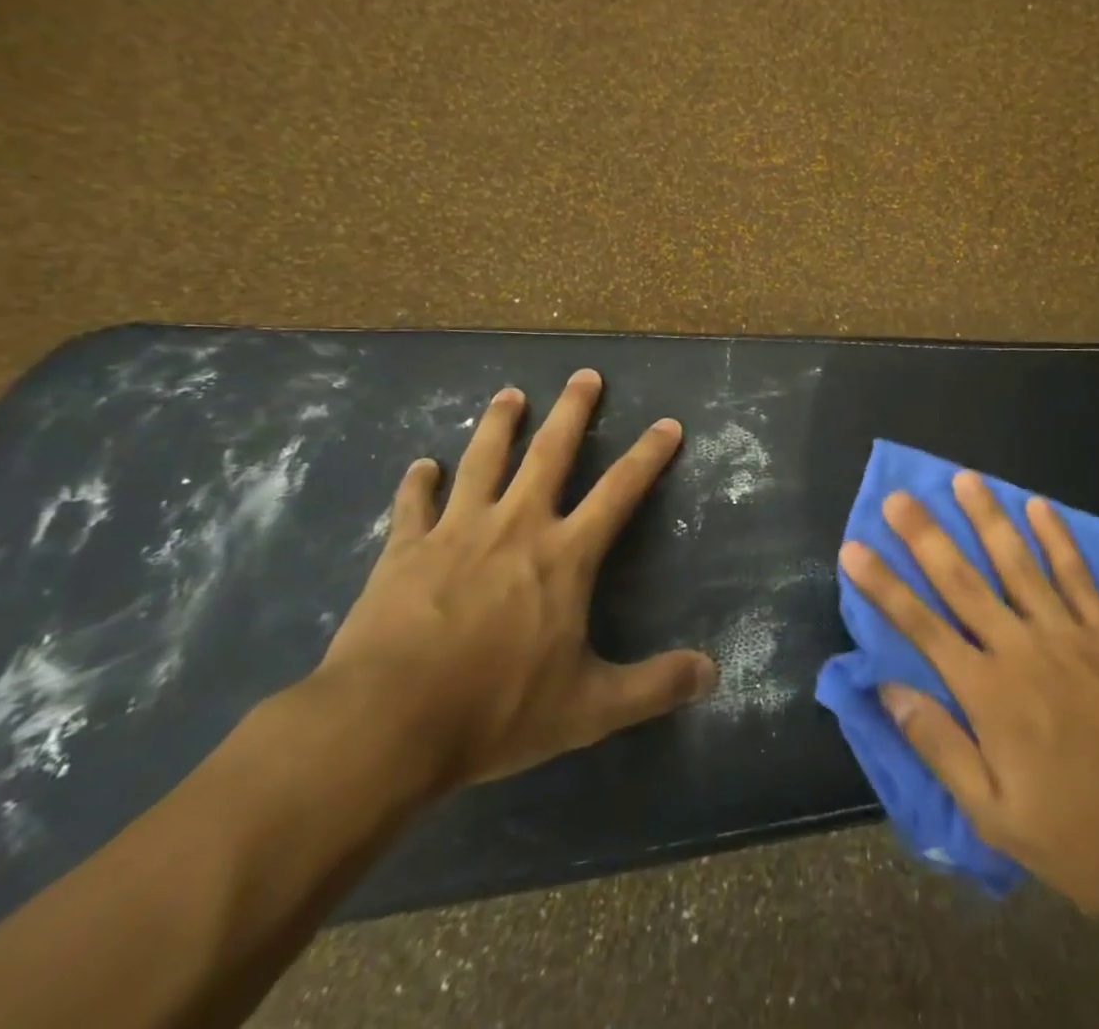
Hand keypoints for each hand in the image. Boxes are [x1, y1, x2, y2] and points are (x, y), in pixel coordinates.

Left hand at [317, 371, 716, 793]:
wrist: (385, 723)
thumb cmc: (495, 709)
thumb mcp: (588, 708)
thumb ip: (654, 687)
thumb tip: (713, 674)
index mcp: (565, 555)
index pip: (620, 491)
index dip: (648, 455)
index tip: (668, 423)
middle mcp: (516, 526)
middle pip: (550, 453)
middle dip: (573, 411)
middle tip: (584, 375)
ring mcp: (456, 531)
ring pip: (482, 460)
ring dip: (499, 423)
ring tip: (509, 393)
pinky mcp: (404, 550)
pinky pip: (413, 504)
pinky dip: (418, 482)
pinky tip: (421, 466)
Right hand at [839, 474, 1098, 931]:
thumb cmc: (1077, 838)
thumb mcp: (994, 816)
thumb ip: (939, 746)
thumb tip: (888, 689)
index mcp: (989, 694)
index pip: (921, 627)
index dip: (884, 586)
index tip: (854, 548)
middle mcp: (1023, 649)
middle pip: (963, 581)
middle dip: (925, 536)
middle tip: (899, 496)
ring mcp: (1070, 635)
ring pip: (1018, 563)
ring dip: (988, 518)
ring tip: (963, 478)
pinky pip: (1078, 575)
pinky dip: (1057, 537)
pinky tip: (1038, 505)